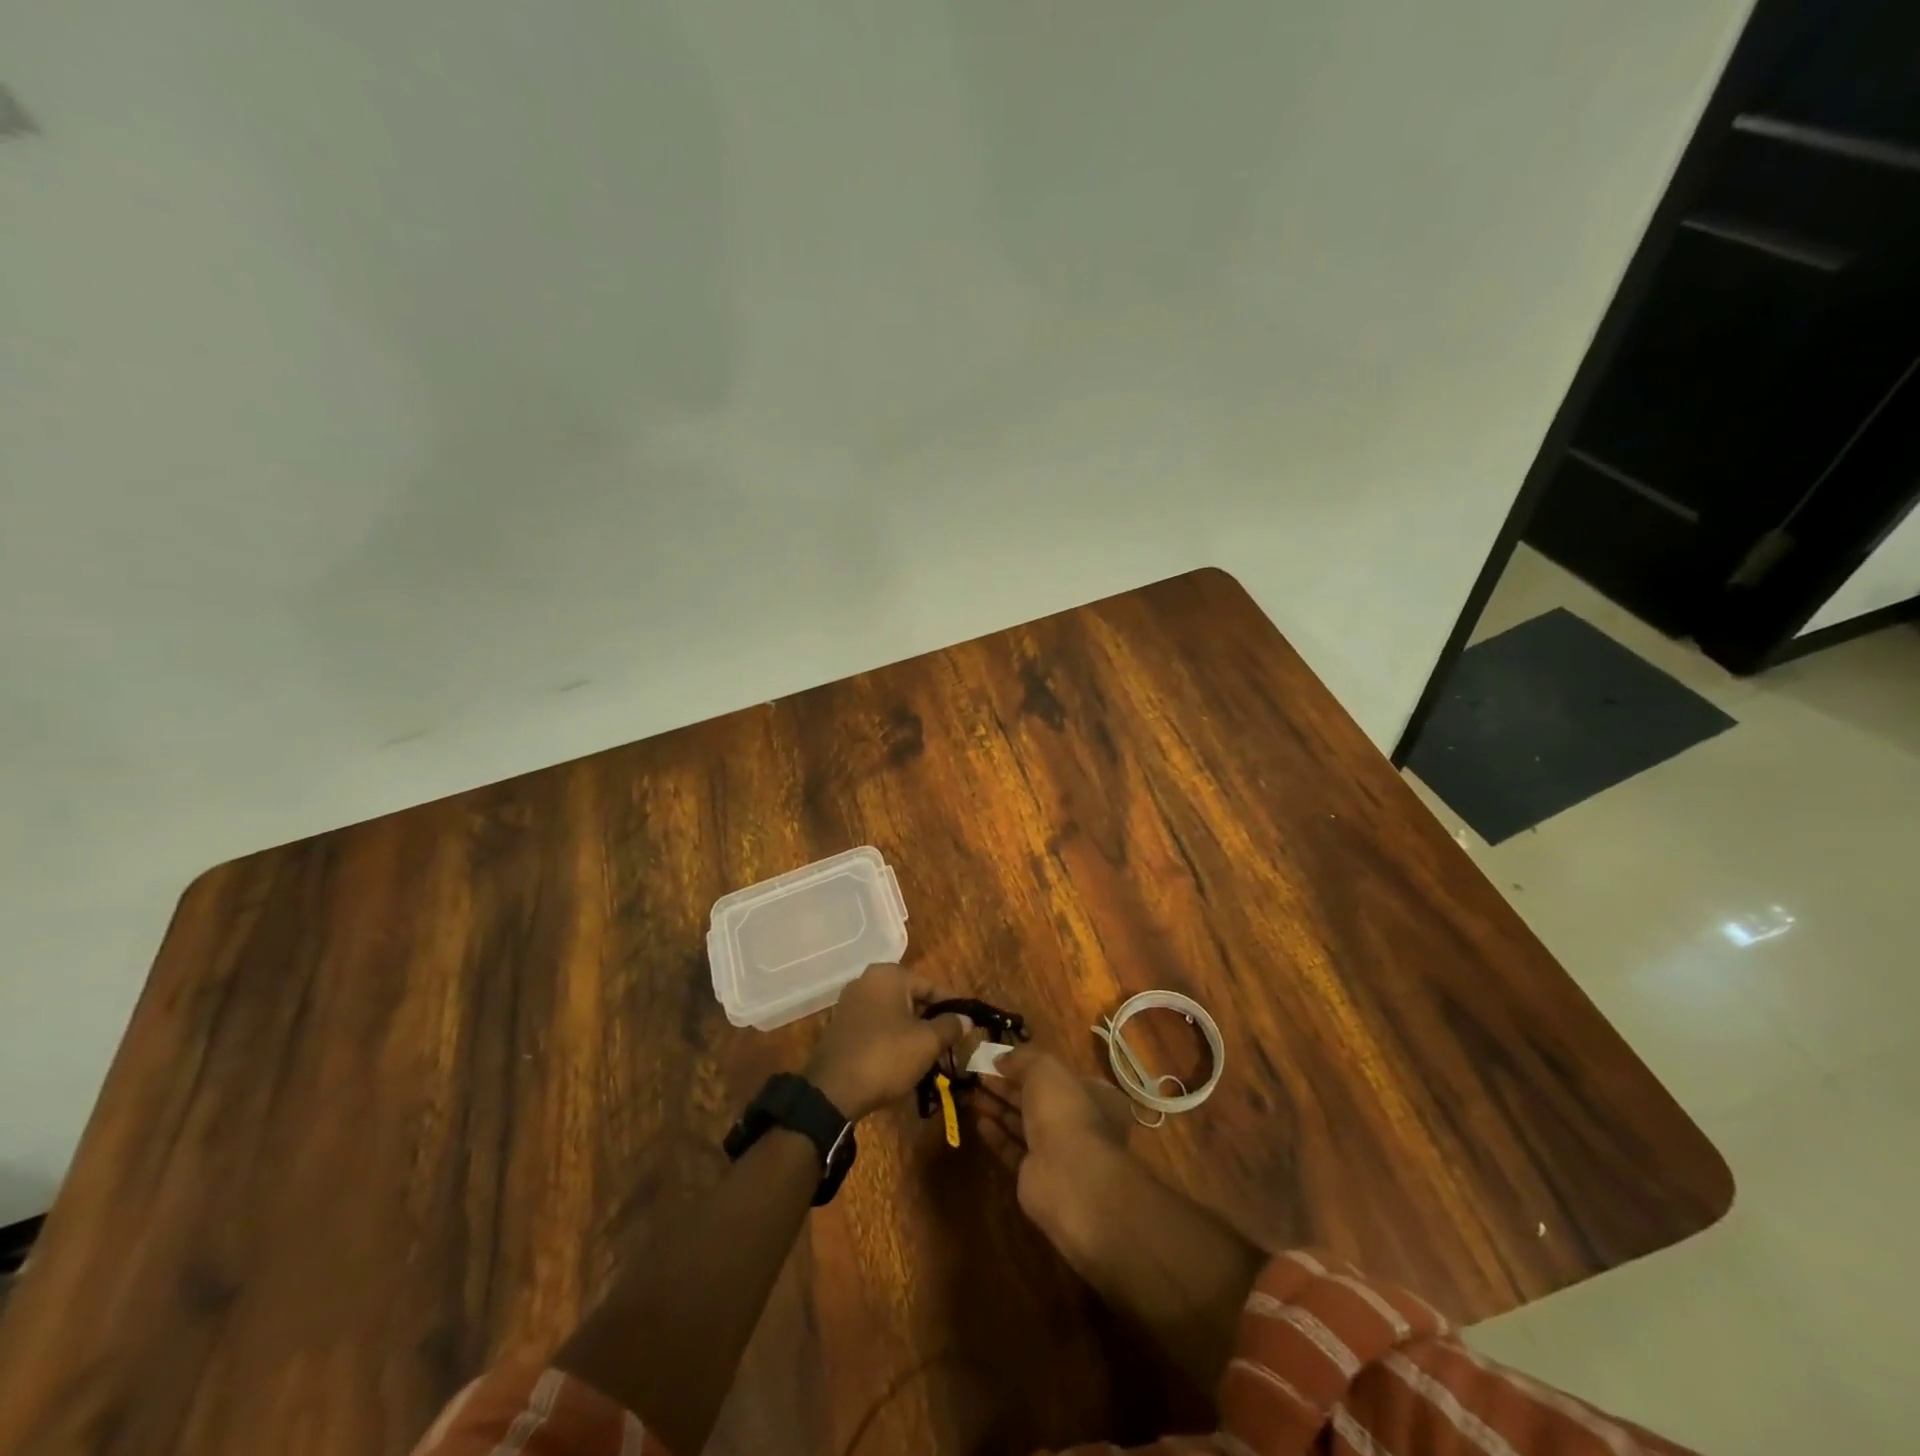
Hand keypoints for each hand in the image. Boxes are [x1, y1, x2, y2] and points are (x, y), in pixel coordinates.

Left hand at [804, 964, 971, 1121]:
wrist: (832, 1091)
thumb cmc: (886, 1056)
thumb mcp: (927, 1042)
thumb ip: (950, 1026)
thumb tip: (966, 1019)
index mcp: (888, 975)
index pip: (930, 987)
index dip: (951, 1007)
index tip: (966, 1026)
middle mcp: (866, 981)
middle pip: (910, 998)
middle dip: (930, 1020)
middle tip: (948, 1043)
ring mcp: (849, 1003)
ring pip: (892, 1013)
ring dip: (910, 1031)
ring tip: (928, 1055)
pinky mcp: (839, 1026)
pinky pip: (874, 1026)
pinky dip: (889, 1038)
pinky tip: (900, 1060)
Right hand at [972, 1048, 1137, 1260]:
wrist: (1069, 1177)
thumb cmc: (1064, 1110)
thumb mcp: (1044, 1069)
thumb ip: (1022, 1059)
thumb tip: (1000, 1058)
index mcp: (1090, 1094)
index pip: (1059, 1075)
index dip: (1029, 1065)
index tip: (1001, 1059)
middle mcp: (1076, 1121)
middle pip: (1037, 1098)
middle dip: (1008, 1085)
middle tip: (979, 1073)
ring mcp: (1057, 1150)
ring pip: (1024, 1123)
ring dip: (999, 1107)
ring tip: (973, 1092)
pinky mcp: (1037, 1175)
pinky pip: (1014, 1150)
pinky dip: (998, 1135)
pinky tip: (980, 1122)